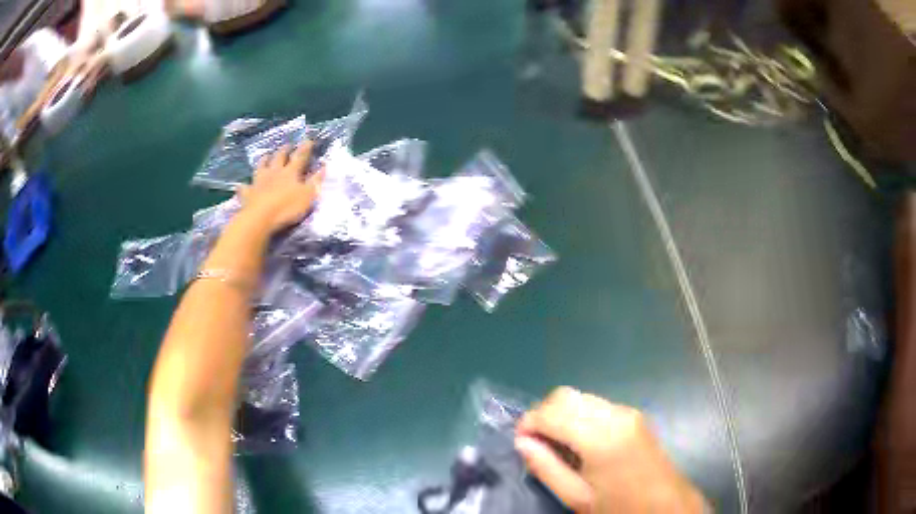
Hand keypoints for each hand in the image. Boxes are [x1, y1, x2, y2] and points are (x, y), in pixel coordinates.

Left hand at [236, 142, 323, 233]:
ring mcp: (259, 182)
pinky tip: (241, 185)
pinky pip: (244, 188)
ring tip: (265, 156)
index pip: (300, 156)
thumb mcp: (308, 195)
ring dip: (264, 160)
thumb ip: (316, 181)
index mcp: (290, 172)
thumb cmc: (287, 207)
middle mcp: (274, 172)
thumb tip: (324, 167)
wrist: (260, 218)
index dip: (305, 148)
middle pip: (279, 158)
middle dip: (284, 151)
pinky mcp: (248, 194)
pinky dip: (243, 186)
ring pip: (261, 167)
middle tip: (287, 145)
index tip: (309, 140)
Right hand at [516, 387, 706, 512]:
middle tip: (536, 444)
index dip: (528, 423)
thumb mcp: (577, 497)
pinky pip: (596, 405)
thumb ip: (546, 467)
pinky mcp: (634, 415)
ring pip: (580, 397)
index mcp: (601, 436)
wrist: (665, 506)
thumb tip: (521, 443)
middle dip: (542, 414)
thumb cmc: (618, 507)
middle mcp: (615, 414)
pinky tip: (579, 441)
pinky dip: (578, 416)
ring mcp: (628, 412)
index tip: (520, 443)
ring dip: (560, 414)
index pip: (551, 412)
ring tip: (556, 445)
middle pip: (565, 396)